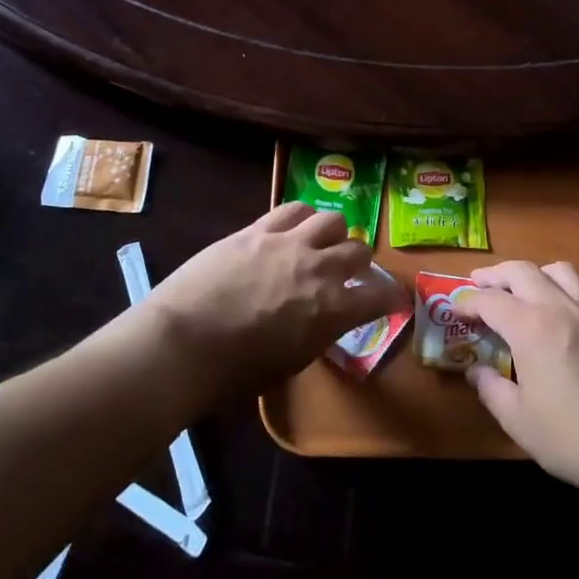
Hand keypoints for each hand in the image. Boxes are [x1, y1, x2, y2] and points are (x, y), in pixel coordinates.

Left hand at [142, 204, 404, 393]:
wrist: (184, 341)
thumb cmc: (237, 370)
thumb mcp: (292, 362)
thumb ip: (319, 333)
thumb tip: (324, 319)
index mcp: (334, 309)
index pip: (382, 295)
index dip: (393, 297)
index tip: (394, 300)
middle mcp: (321, 268)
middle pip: (361, 250)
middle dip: (360, 264)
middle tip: (349, 274)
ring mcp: (290, 242)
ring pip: (333, 219)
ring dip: (333, 235)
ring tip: (321, 244)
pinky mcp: (260, 228)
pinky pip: (294, 208)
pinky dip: (303, 218)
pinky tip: (295, 228)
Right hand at [457, 260, 578, 498]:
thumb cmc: (574, 439)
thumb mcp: (518, 421)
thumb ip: (491, 389)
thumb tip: (476, 370)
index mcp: (531, 327)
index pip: (490, 299)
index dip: (467, 300)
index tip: (455, 308)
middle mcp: (562, 308)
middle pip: (523, 271)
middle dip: (496, 274)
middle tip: (480, 285)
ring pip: (561, 272)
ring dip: (535, 274)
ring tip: (524, 292)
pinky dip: (566, 297)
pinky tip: (564, 324)